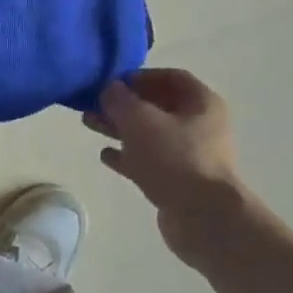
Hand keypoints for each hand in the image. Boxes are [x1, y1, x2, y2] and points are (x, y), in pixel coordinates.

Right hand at [85, 69, 246, 264]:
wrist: (203, 217)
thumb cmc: (174, 158)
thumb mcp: (139, 120)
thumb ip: (119, 99)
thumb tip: (109, 89)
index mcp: (201, 104)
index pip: (170, 77)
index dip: (139, 76)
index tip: (111, 82)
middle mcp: (200, 126)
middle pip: (157, 106)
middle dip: (123, 103)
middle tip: (92, 103)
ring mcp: (190, 155)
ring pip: (149, 133)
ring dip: (119, 128)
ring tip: (89, 124)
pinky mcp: (178, 180)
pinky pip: (148, 160)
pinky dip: (127, 155)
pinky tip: (105, 155)